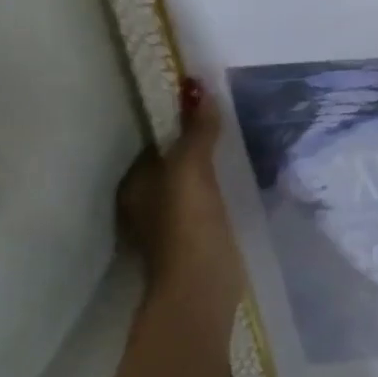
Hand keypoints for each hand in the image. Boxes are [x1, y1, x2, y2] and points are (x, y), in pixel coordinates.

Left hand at [117, 78, 241, 339]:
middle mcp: (144, 204)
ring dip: (211, 167)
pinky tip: (242, 181)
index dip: (178, 124)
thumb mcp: (192, 172)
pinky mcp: (196, 239)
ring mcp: (169, 225)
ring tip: (243, 145)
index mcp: (133, 186)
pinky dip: (220, 189)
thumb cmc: (188, 227)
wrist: (202, 288)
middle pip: (172, 163)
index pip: (154, 144)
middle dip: (197, 145)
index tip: (209, 105)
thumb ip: (197, 133)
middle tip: (233, 121)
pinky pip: (207, 201)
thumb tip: (199, 88)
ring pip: (190, 183)